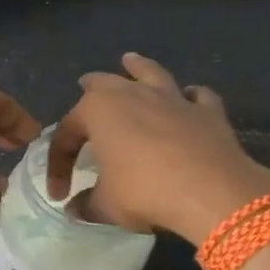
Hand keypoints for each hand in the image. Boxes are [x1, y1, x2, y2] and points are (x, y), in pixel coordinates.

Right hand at [48, 53, 269, 244]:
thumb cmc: (145, 192)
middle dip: (91, 85)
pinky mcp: (207, 111)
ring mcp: (172, 99)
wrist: (211, 191)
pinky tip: (190, 99)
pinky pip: (197, 96)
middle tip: (84, 84)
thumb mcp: (107, 206)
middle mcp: (131, 94)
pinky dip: (191, 96)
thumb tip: (75, 209)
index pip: (66, 135)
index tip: (59, 193)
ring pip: (150, 73)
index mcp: (97, 111)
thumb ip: (87, 205)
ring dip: (139, 67)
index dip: (58, 165)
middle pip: (104, 83)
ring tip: (132, 60)